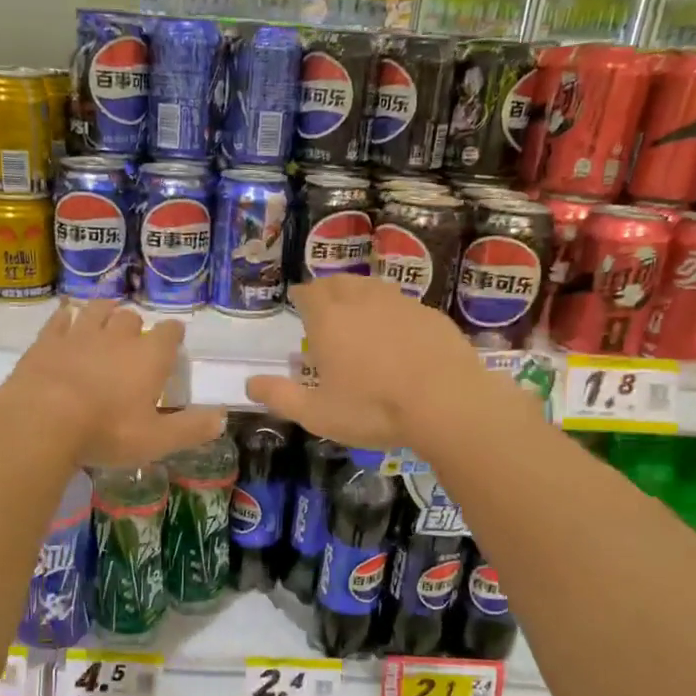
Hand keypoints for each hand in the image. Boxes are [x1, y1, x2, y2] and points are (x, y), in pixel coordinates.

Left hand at [0, 301, 226, 465]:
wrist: (43, 419)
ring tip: (105, 319)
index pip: (169, 333)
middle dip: (136, 325)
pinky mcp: (47, 341)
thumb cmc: (107, 431)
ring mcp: (79, 335)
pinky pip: (60, 319)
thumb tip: (222, 418)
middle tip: (134, 341)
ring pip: (97, 310)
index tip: (174, 339)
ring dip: (104, 312)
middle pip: (131, 318)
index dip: (173, 334)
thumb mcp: (157, 440)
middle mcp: (117, 337)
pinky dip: (66, 317)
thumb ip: (191, 428)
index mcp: (149, 357)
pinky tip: (66, 320)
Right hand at [245, 276, 485, 447]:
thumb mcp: (317, 413)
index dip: (302, 296)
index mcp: (330, 320)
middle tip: (325, 305)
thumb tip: (249, 384)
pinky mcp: (431, 316)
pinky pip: (402, 304)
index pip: (310, 293)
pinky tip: (396, 333)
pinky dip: (391, 311)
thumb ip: (280, 397)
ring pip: (373, 287)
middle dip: (328, 289)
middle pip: (340, 282)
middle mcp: (363, 301)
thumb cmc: (373, 408)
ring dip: (360, 294)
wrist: (446, 402)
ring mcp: (401, 304)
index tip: (299, 302)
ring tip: (357, 312)